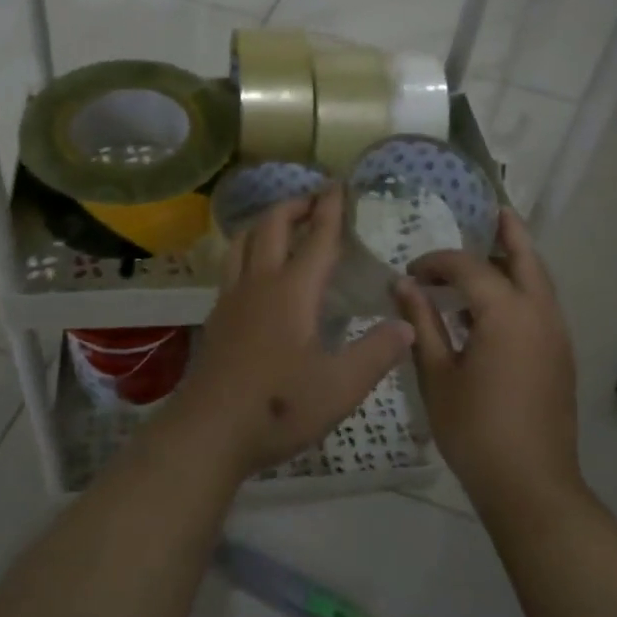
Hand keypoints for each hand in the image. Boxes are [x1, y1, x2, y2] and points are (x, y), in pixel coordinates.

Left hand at [165, 186, 413, 481]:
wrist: (209, 431)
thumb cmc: (279, 407)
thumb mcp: (341, 387)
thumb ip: (377, 353)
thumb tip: (406, 324)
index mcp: (293, 291)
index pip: (316, 238)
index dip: (330, 209)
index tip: (337, 185)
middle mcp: (259, 283)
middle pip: (272, 226)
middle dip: (294, 206)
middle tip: (314, 199)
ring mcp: (232, 298)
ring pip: (243, 241)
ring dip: (265, 223)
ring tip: (282, 224)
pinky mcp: (217, 317)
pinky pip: (232, 265)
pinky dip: (247, 250)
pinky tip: (256, 271)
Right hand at [393, 210, 579, 512]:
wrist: (531, 485)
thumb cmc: (475, 429)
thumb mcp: (437, 375)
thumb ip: (422, 323)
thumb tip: (404, 285)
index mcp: (507, 313)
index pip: (469, 267)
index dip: (436, 263)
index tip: (410, 274)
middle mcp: (539, 313)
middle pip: (526, 257)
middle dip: (508, 232)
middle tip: (492, 209)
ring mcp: (556, 334)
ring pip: (539, 280)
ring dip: (514, 262)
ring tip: (487, 251)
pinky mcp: (560, 355)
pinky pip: (540, 305)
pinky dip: (520, 289)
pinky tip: (491, 306)